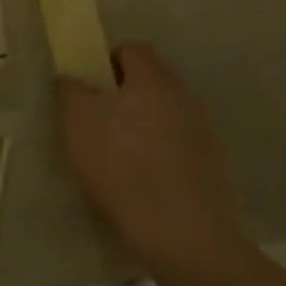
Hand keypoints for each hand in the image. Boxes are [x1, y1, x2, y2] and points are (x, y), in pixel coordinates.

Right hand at [55, 43, 246, 278]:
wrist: (183, 235)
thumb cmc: (121, 164)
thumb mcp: (76, 121)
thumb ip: (70, 90)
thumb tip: (73, 80)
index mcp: (154, 78)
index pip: (131, 50)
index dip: (105, 63)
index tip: (87, 90)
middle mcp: (185, 97)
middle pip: (150, 84)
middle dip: (123, 98)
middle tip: (96, 124)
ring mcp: (205, 134)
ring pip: (165, 118)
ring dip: (142, 129)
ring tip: (117, 161)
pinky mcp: (214, 170)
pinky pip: (178, 150)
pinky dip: (160, 159)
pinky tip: (141, 186)